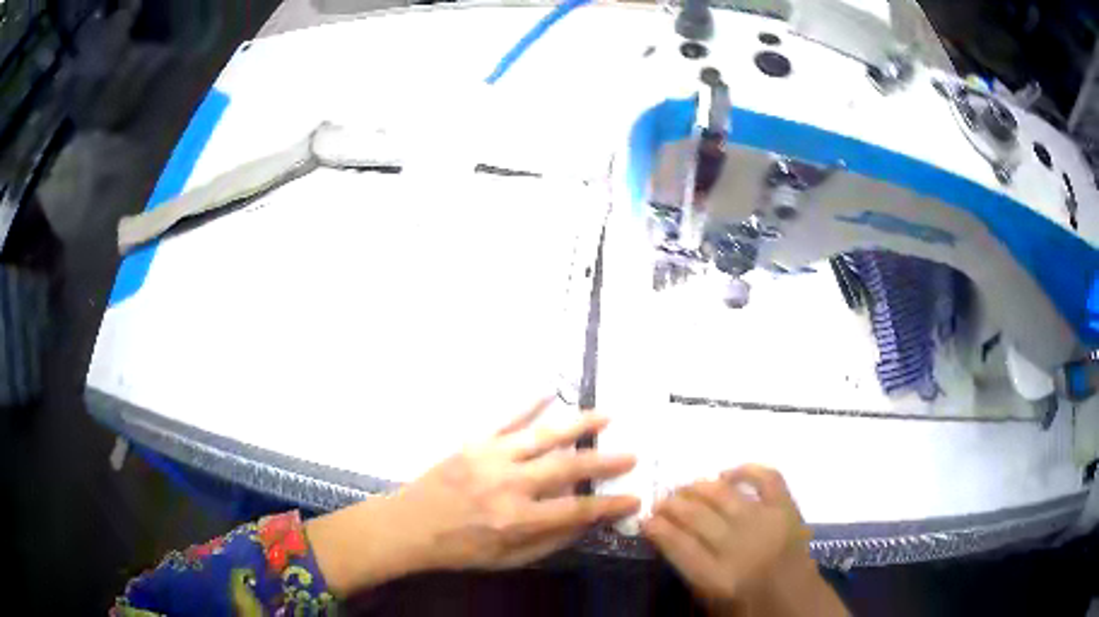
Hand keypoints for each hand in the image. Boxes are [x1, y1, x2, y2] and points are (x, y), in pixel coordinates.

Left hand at [308, 398, 639, 595]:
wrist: (410, 526)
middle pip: (567, 467)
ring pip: (543, 435)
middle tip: (631, 454)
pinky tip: (549, 390)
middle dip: (604, 460)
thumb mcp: (508, 560)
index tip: (634, 497)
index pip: (576, 510)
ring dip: (577, 423)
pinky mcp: (474, 442)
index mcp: (517, 519)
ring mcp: (491, 457)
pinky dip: (529, 403)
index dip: (609, 504)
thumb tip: (586, 524)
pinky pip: (506, 417)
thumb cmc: (461, 548)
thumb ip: (549, 542)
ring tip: (605, 414)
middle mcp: (509, 484)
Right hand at [642, 465, 845, 616]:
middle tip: (660, 502)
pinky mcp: (787, 510)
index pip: (678, 545)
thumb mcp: (709, 600)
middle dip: (671, 506)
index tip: (645, 519)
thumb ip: (689, 568)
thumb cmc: (748, 608)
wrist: (797, 603)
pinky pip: (767, 478)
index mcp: (718, 578)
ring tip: (685, 488)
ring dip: (698, 488)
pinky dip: (746, 470)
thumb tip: (667, 535)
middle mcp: (741, 547)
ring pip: (724, 494)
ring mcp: (767, 523)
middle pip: (697, 517)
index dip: (657, 528)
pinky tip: (727, 473)